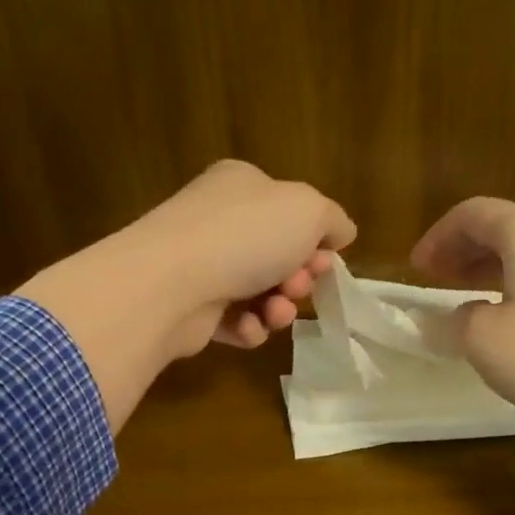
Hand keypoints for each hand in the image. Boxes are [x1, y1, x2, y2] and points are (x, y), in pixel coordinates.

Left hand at [126, 160, 356, 352]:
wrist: (173, 284)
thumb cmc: (245, 236)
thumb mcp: (308, 210)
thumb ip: (333, 219)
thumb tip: (341, 233)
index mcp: (242, 185)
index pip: (289, 210)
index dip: (315, 239)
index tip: (325, 259)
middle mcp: (218, 221)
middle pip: (277, 256)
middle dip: (299, 277)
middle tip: (298, 286)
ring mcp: (201, 265)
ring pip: (259, 293)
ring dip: (279, 308)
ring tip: (276, 312)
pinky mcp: (191, 309)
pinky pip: (234, 322)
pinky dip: (248, 328)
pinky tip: (247, 327)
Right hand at [410, 196, 514, 424]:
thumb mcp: (485, 341)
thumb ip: (458, 321)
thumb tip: (461, 315)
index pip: (472, 213)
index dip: (437, 237)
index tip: (416, 268)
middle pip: (501, 226)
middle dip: (462, 249)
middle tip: (435, 278)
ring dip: (488, 267)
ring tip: (465, 295)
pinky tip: (509, 315)